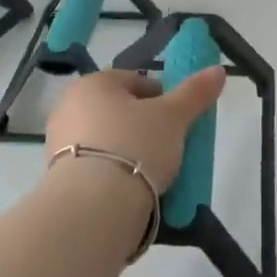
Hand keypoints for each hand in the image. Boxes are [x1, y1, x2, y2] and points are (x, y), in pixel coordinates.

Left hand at [46, 68, 228, 196]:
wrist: (94, 206)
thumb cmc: (135, 146)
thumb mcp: (173, 117)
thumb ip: (195, 92)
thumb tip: (218, 70)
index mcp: (94, 83)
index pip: (135, 80)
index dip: (162, 96)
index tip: (178, 119)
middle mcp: (70, 105)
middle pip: (119, 109)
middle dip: (144, 124)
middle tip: (169, 145)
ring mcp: (59, 141)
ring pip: (106, 138)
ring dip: (128, 149)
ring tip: (153, 172)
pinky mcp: (58, 175)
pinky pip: (95, 165)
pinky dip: (113, 171)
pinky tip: (131, 188)